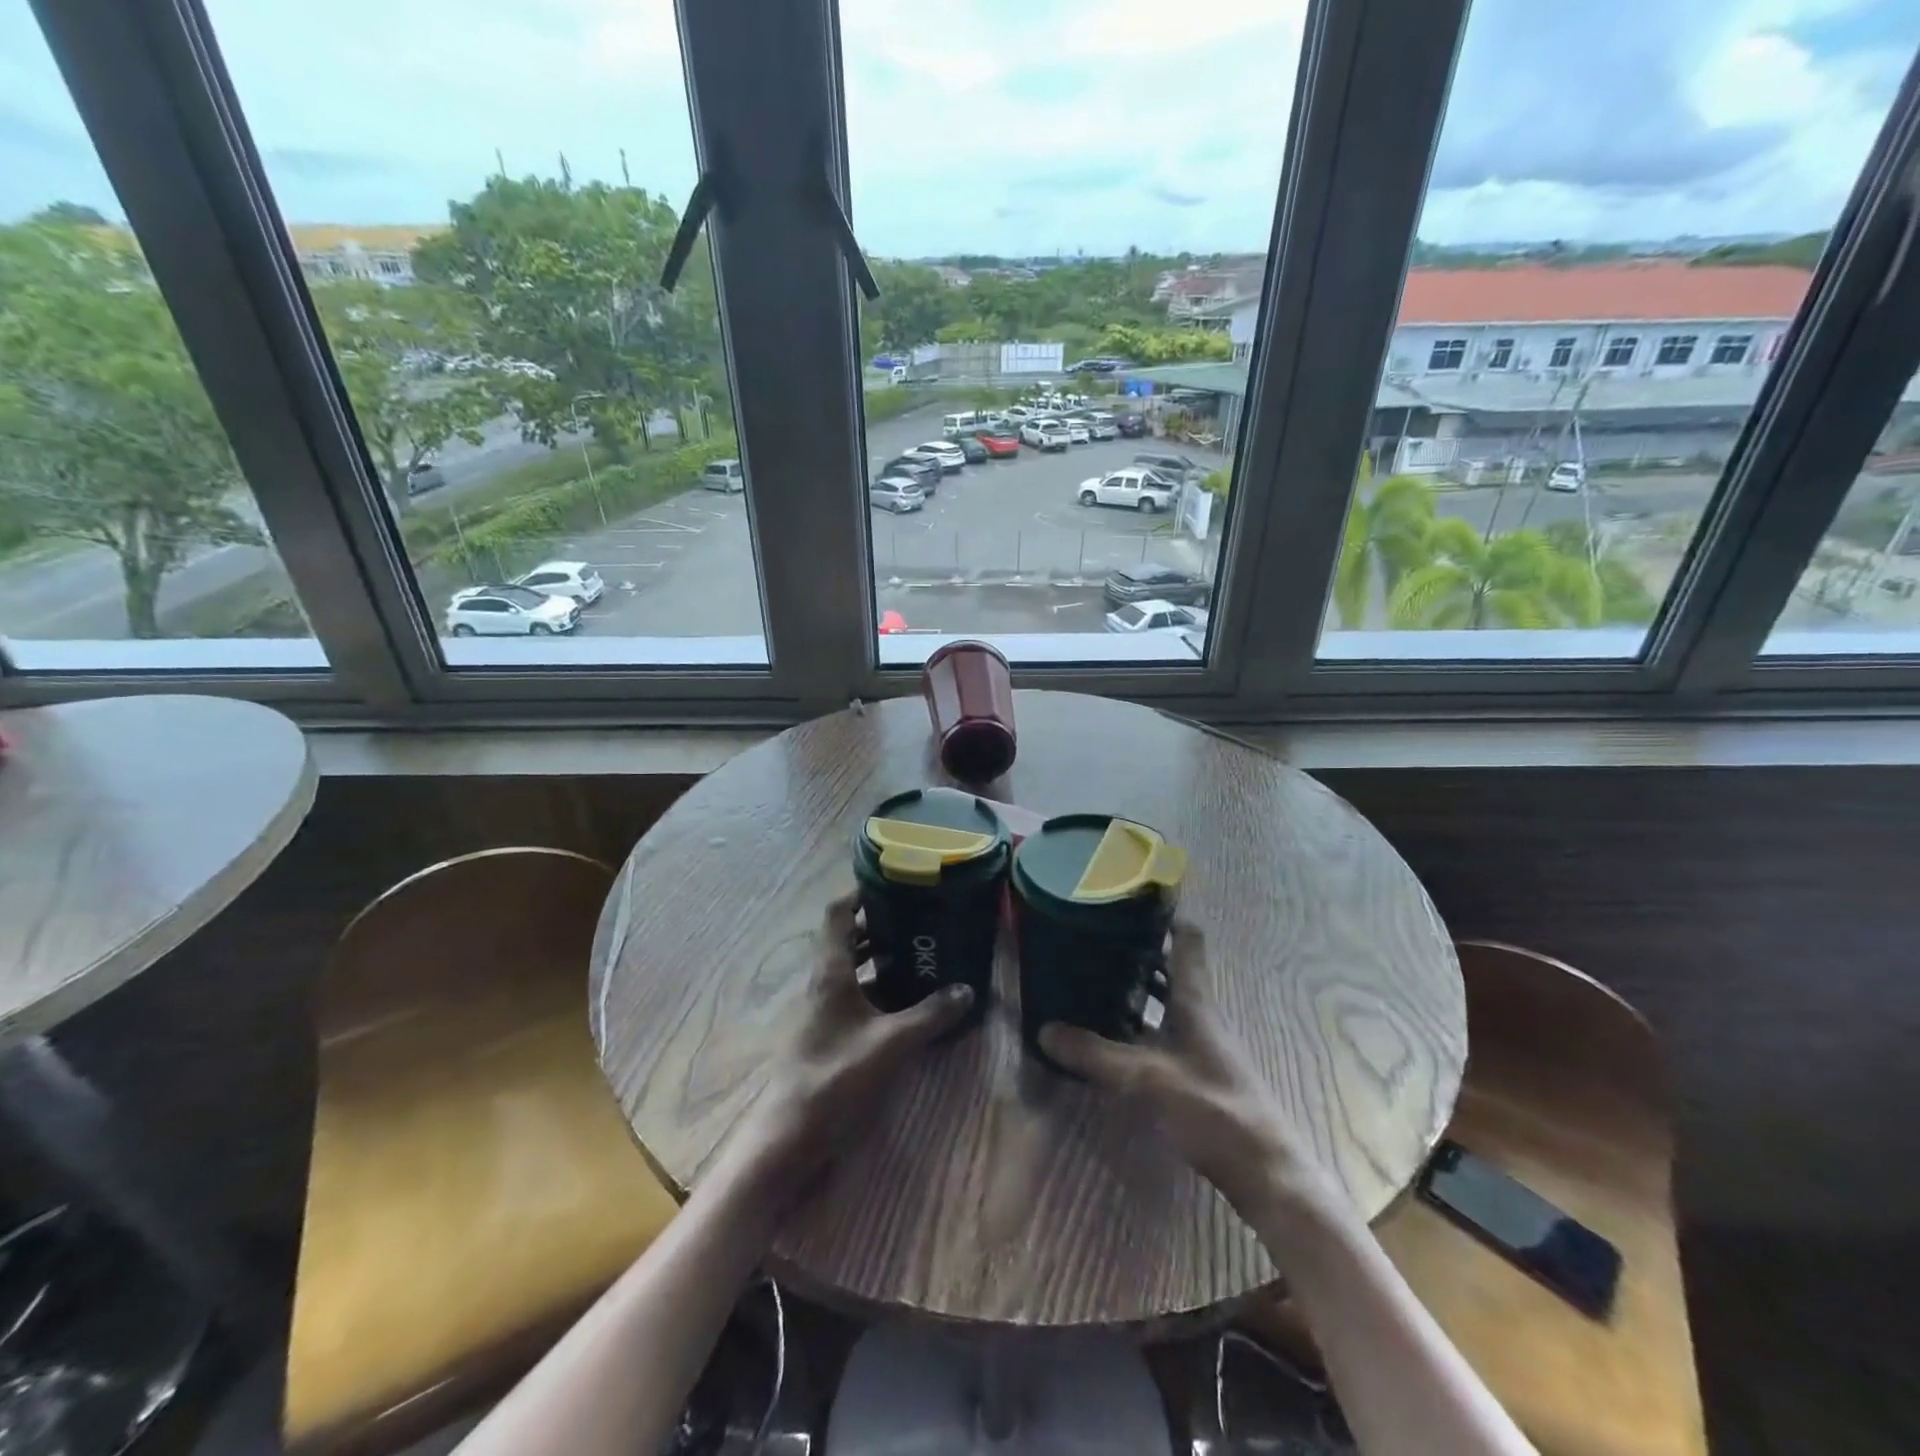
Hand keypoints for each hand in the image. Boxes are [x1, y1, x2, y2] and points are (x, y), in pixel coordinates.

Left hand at [726, 893, 972, 1198]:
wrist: (791, 1133)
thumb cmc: (835, 1075)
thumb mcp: (891, 1042)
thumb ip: (930, 1015)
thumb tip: (967, 990)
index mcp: (830, 971)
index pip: (838, 913)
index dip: (861, 893)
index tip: (895, 884)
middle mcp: (824, 981)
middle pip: (848, 938)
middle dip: (881, 924)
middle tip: (919, 917)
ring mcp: (824, 1007)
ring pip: (852, 967)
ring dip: (881, 956)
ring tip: (920, 951)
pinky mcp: (829, 1031)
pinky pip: (856, 994)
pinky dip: (879, 988)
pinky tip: (908, 998)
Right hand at [1039, 923, 1337, 1218]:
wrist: (1265, 1173)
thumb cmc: (1212, 1109)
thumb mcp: (1146, 1079)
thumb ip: (1095, 1055)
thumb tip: (1044, 1030)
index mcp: (1195, 1001)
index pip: (1186, 941)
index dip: (1162, 917)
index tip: (1126, 902)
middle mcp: (1200, 1014)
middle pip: (1170, 970)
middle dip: (1135, 953)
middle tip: (1092, 941)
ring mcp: (1200, 1044)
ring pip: (1165, 1002)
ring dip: (1134, 989)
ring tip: (1092, 981)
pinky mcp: (1197, 1072)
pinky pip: (1162, 1032)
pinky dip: (1138, 1024)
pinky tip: (1111, 1036)